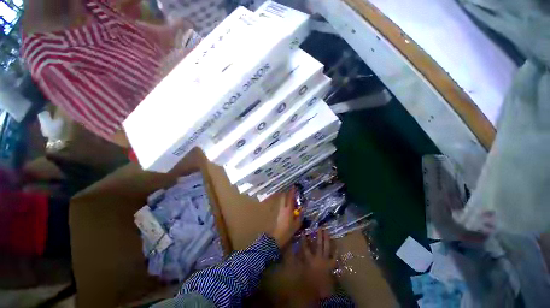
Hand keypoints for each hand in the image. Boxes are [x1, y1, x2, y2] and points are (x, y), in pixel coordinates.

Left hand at [271, 187, 301, 247]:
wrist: (278, 237)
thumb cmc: (288, 230)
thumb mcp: (297, 224)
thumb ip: (300, 215)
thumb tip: (303, 209)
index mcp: (288, 209)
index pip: (290, 198)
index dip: (292, 192)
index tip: (294, 187)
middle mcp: (283, 208)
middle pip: (284, 197)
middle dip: (288, 193)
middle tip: (293, 192)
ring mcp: (280, 210)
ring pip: (283, 200)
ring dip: (287, 198)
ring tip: (292, 199)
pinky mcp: (278, 213)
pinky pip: (282, 204)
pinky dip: (286, 202)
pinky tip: (290, 206)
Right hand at [301, 229, 336, 298]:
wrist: (319, 291)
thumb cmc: (308, 281)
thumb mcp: (301, 270)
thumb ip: (297, 260)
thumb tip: (293, 250)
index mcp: (310, 259)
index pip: (305, 247)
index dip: (304, 239)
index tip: (304, 231)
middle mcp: (318, 258)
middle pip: (318, 244)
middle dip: (319, 235)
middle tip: (319, 227)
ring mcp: (326, 261)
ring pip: (326, 248)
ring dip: (326, 239)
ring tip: (326, 231)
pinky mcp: (331, 265)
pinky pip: (334, 257)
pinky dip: (336, 251)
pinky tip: (336, 245)